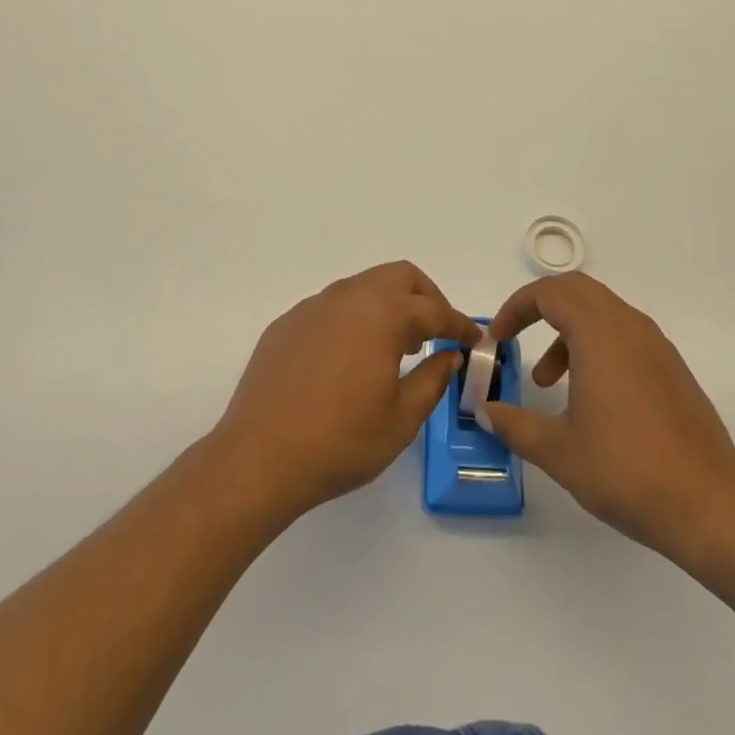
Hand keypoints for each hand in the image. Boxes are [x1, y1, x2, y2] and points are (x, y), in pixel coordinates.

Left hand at [215, 262, 481, 520]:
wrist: (260, 457)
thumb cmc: (341, 440)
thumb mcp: (402, 418)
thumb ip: (433, 379)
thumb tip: (448, 356)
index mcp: (383, 313)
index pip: (434, 310)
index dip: (459, 324)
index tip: (474, 339)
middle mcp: (348, 297)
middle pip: (399, 277)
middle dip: (426, 298)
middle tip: (436, 333)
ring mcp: (313, 306)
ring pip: (363, 287)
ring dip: (388, 306)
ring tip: (396, 347)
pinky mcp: (287, 323)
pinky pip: (332, 308)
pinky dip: (354, 320)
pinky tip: (349, 359)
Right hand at [483, 273, 734, 561]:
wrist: (710, 506)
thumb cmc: (626, 470)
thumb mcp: (558, 451)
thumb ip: (515, 425)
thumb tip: (486, 412)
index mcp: (599, 333)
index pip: (548, 293)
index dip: (515, 308)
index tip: (497, 339)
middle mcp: (628, 326)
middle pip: (576, 290)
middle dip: (540, 307)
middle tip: (516, 338)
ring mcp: (656, 345)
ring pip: (601, 312)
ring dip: (568, 331)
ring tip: (549, 381)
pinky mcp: (672, 368)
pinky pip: (624, 334)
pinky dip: (595, 346)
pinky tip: (591, 397)